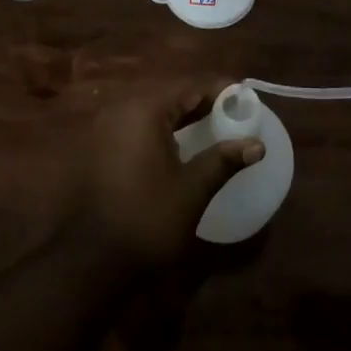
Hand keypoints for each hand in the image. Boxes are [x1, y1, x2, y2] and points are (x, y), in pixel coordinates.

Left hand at [67, 80, 264, 269]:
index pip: (188, 88)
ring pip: (155, 111)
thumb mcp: (191, 189)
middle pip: (171, 96)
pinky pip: (141, 126)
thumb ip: (223, 161)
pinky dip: (164, 129)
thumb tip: (257, 144)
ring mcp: (109, 129)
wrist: (93, 262)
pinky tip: (182, 144)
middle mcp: (123, 110)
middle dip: (202, 102)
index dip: (218, 91)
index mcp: (144, 111)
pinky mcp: (104, 149)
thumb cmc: (147, 219)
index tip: (245, 97)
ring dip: (183, 115)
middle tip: (234, 112)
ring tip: (214, 124)